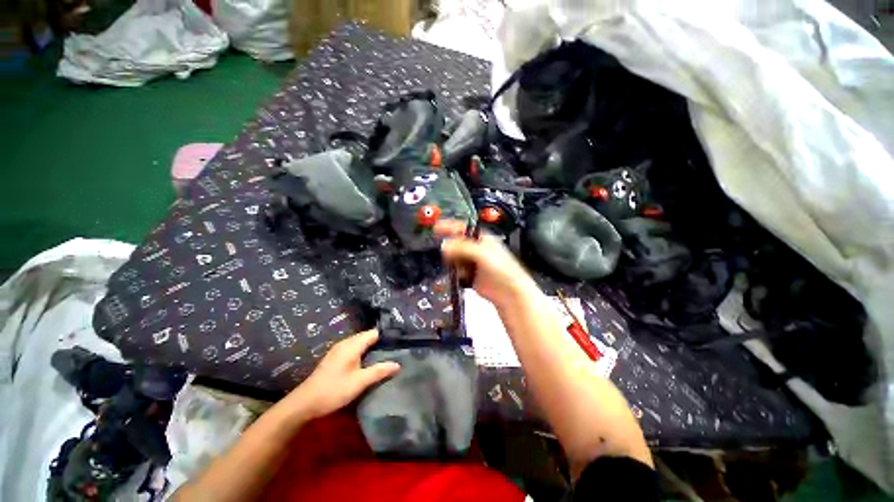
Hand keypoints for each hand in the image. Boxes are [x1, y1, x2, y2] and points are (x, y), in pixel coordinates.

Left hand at [284, 330, 399, 420]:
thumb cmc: (334, 390)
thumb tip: (398, 364)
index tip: (397, 345)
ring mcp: (338, 349)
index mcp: (352, 345)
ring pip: (360, 343)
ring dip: (370, 349)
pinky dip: (362, 353)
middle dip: (379, 343)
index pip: (374, 333)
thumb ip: (379, 371)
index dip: (386, 337)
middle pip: (367, 337)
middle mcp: (345, 343)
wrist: (304, 403)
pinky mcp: (334, 357)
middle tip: (393, 353)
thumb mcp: (359, 382)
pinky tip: (367, 363)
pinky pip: (353, 349)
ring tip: (383, 358)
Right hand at [435, 220, 539, 308]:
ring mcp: (472, 262)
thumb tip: (446, 245)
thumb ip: (463, 247)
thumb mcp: (482, 253)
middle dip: (450, 249)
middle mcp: (476, 248)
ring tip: (460, 268)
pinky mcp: (469, 274)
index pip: (462, 228)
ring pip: (454, 258)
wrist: (508, 292)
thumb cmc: (504, 270)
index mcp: (481, 238)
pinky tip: (462, 276)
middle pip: (455, 244)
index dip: (449, 226)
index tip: (436, 227)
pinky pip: (456, 270)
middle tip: (447, 254)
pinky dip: (456, 272)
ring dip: (453, 262)